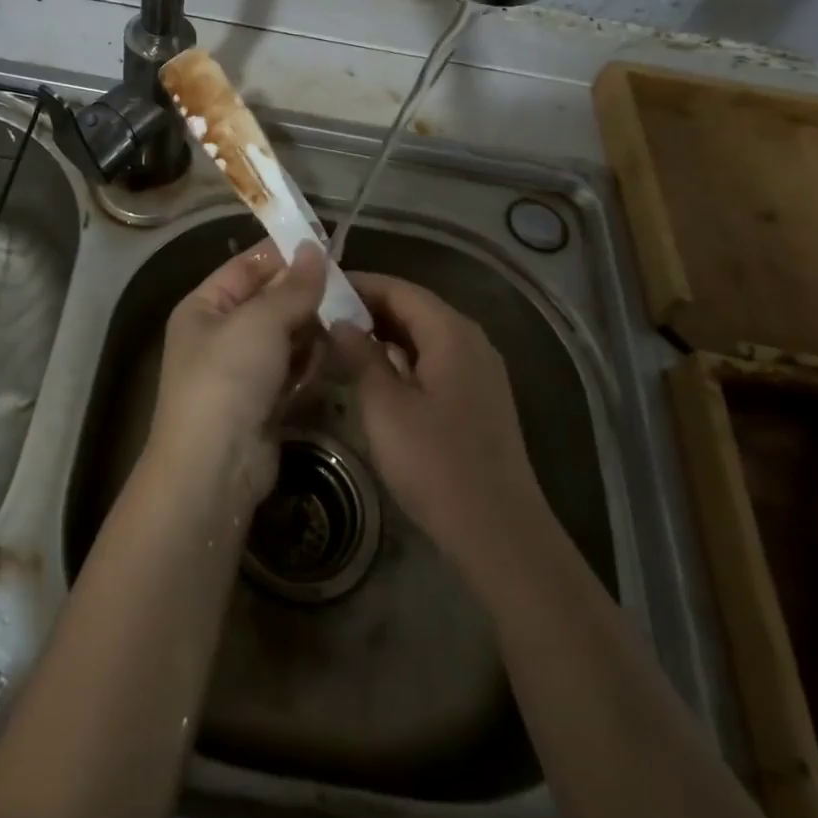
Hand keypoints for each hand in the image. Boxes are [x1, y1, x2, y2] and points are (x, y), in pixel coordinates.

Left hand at [148, 241, 327, 506]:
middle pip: (270, 302)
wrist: (214, 469)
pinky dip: (311, 364)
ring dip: (312, 330)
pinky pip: (293, 371)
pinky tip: (334, 355)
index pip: (246, 266)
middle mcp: (220, 335)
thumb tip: (314, 248)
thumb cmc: (228, 378)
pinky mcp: (264, 403)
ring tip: (347, 320)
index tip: (326, 244)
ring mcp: (242, 372)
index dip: (284, 254)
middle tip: (348, 287)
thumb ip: (293, 287)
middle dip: (305, 295)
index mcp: (204, 307)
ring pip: (286, 337)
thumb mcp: (260, 322)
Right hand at [330, 274, 548, 581]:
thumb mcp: (385, 407)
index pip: (398, 289)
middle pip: (414, 308)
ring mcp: (479, 371)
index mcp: (451, 332)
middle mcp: (470, 341)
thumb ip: (360, 356)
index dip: (358, 285)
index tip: (319, 289)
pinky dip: (402, 359)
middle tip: (322, 316)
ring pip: (424, 336)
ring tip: (339, 343)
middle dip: (368, 309)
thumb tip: (340, 322)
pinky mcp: (478, 399)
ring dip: (383, 335)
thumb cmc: (436, 463)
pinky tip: (374, 376)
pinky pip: (435, 360)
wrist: (499, 533)